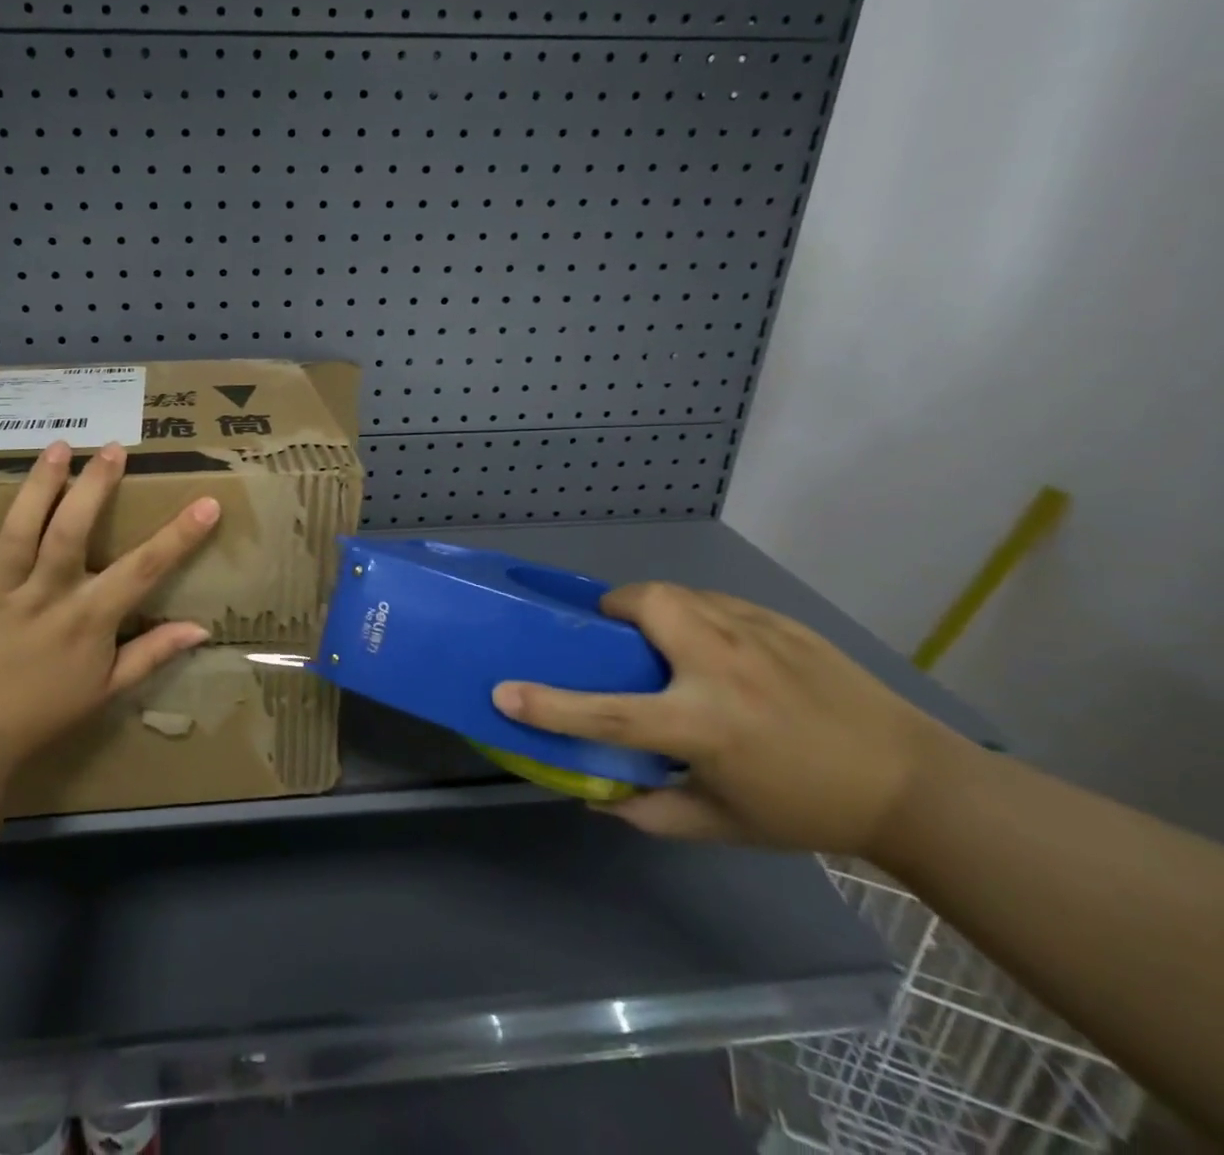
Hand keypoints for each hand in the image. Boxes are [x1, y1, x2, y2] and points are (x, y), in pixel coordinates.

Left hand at [0, 441, 220, 775]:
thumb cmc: (43, 712)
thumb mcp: (107, 689)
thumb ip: (153, 653)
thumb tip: (202, 629)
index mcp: (88, 618)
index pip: (143, 570)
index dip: (179, 537)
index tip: (207, 504)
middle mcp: (47, 595)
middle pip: (72, 532)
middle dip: (95, 488)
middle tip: (113, 449)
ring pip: (21, 529)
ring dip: (39, 486)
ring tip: (58, 447)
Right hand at [491, 583, 958, 854]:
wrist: (914, 783)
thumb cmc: (809, 809)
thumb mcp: (724, 825)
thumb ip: (650, 813)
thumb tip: (593, 796)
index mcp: (706, 726)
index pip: (610, 713)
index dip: (549, 705)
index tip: (504, 693)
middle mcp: (723, 668)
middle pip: (646, 604)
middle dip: (615, 610)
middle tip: (616, 640)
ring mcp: (755, 635)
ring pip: (678, 591)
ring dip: (653, 607)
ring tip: (660, 639)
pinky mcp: (779, 621)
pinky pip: (714, 601)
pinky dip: (695, 614)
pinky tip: (714, 648)